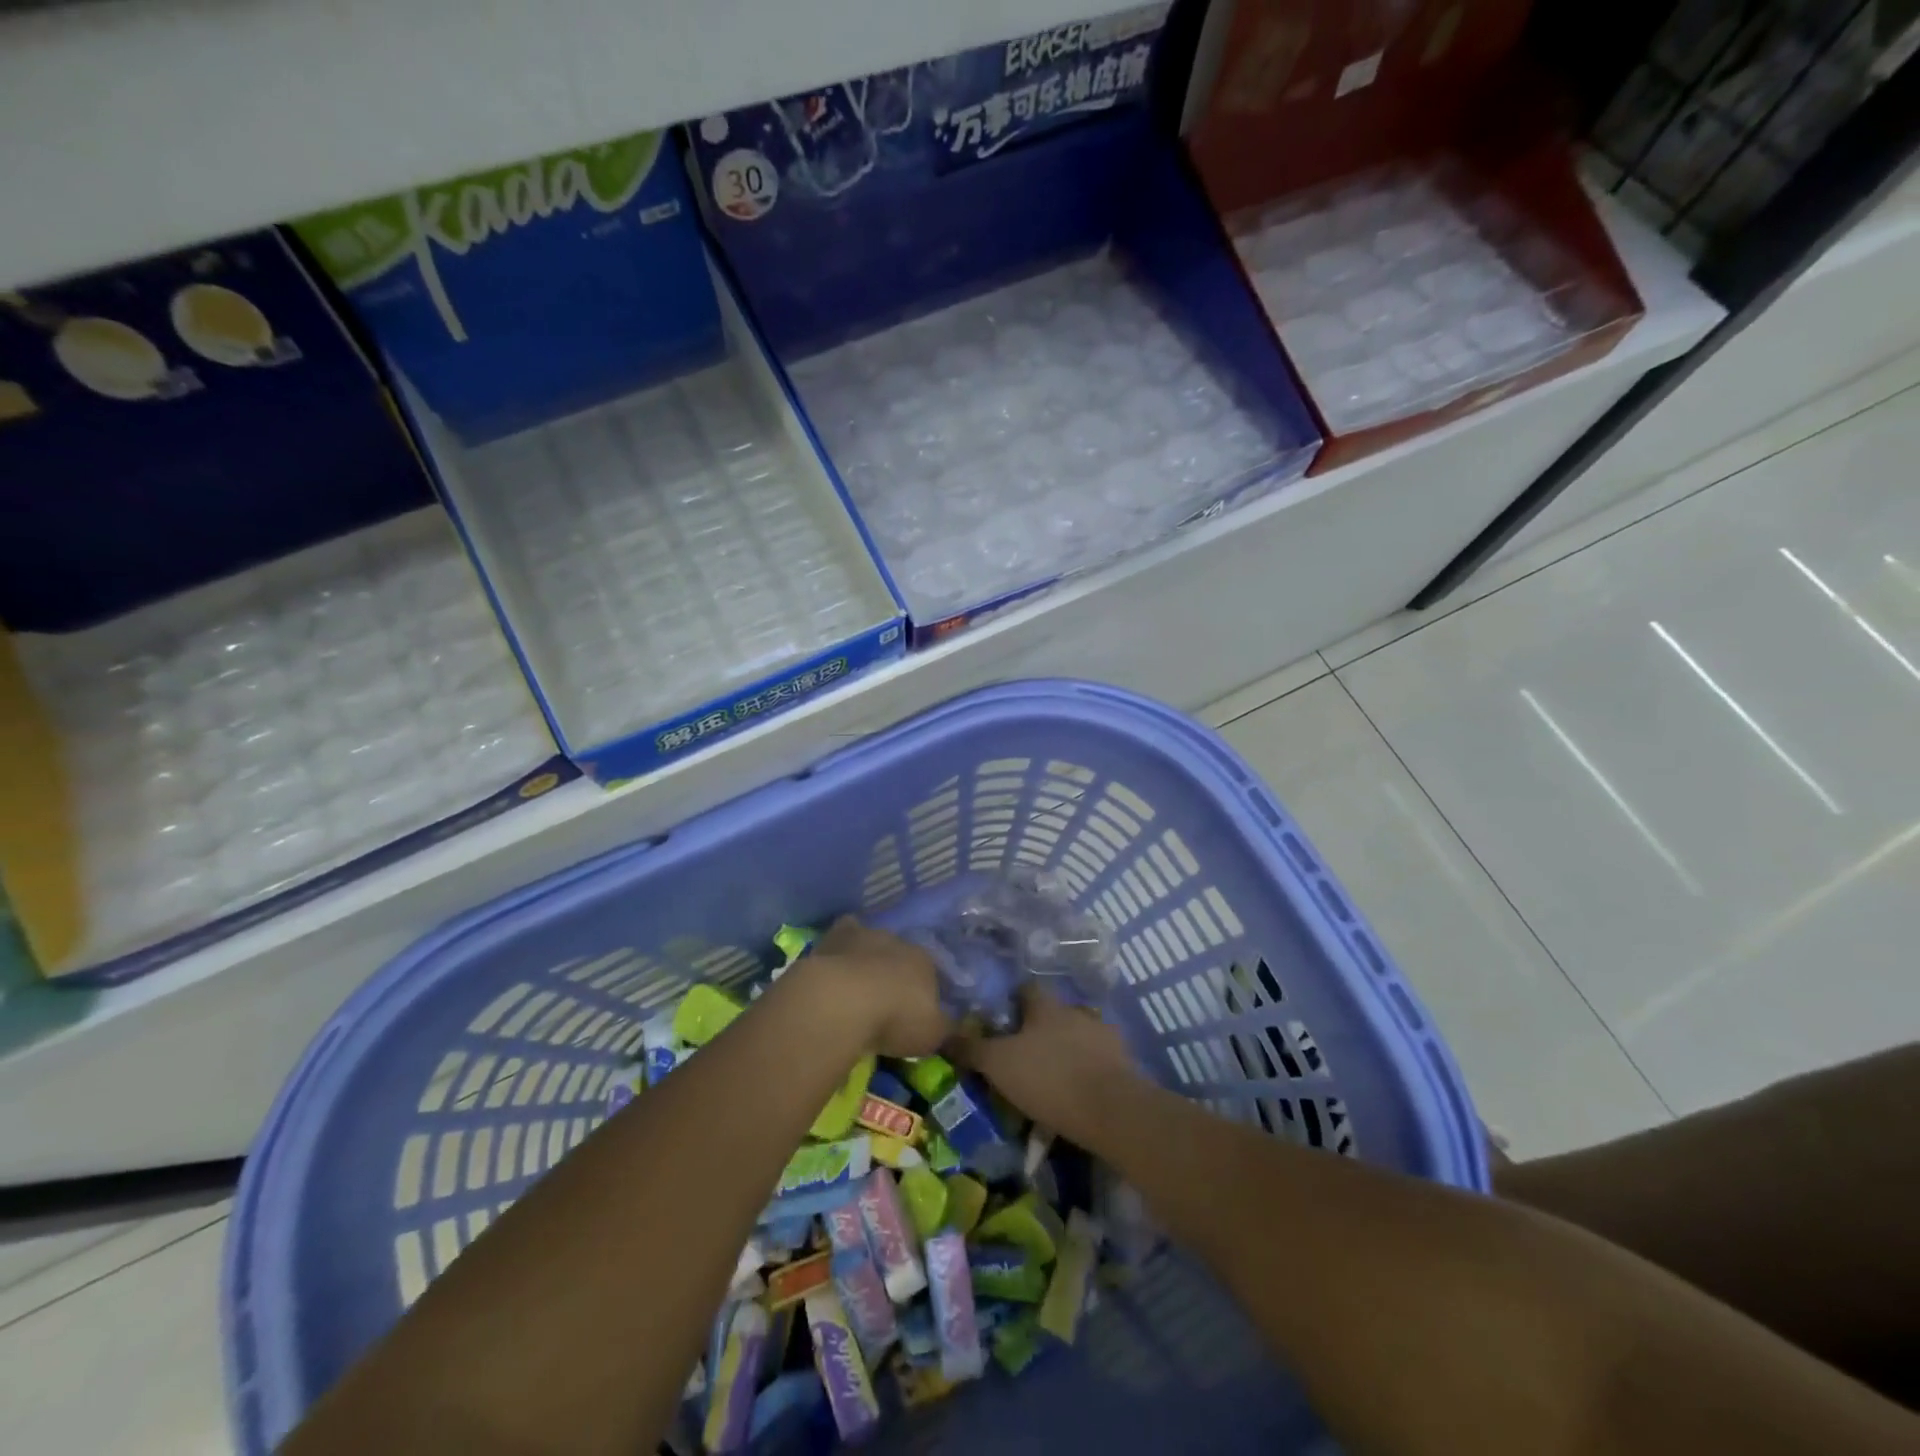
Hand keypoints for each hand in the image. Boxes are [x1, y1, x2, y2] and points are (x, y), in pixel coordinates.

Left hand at [804, 917, 950, 1058]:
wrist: (844, 1001)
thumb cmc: (895, 1018)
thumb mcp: (932, 1035)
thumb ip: (945, 1028)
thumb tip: (954, 1027)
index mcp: (926, 961)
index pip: (932, 972)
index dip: (925, 992)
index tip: (916, 1013)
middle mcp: (898, 941)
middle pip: (900, 955)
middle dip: (895, 973)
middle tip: (885, 1000)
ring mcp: (864, 935)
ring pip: (871, 943)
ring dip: (867, 960)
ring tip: (856, 988)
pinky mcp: (833, 938)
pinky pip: (841, 938)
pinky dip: (840, 949)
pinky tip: (835, 967)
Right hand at [958, 986, 1142, 1145]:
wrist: (1110, 1109)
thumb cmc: (1049, 1079)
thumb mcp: (999, 1065)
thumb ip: (973, 1049)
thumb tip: (944, 1033)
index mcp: (1046, 1007)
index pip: (1028, 989)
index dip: (1016, 1001)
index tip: (1005, 1020)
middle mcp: (1076, 1011)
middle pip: (1056, 1012)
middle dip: (1044, 1027)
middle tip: (1028, 1053)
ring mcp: (1104, 1035)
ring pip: (1081, 1034)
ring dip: (1071, 1047)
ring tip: (1058, 1073)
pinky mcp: (1125, 1062)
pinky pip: (1102, 1059)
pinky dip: (1092, 1068)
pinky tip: (1084, 1088)